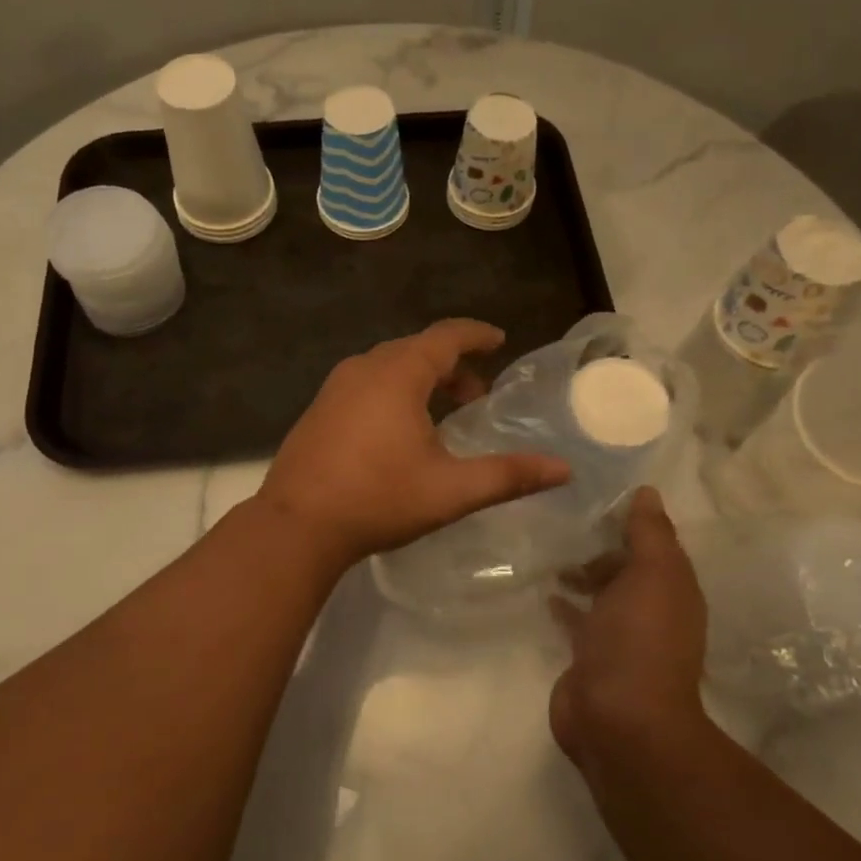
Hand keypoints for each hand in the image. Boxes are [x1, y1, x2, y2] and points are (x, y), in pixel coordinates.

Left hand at [259, 319, 571, 566]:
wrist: (296, 526)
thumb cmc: (378, 499)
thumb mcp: (451, 490)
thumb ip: (508, 476)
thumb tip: (563, 469)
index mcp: (399, 374)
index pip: (446, 336)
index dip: (477, 334)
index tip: (499, 340)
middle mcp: (365, 368)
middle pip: (417, 350)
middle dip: (452, 364)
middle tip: (477, 393)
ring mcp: (335, 387)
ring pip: (388, 366)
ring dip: (421, 379)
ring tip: (444, 412)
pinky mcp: (319, 409)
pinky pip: (366, 383)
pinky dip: (393, 391)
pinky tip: (399, 430)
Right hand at [550, 487, 709, 768]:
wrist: (617, 718)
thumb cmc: (639, 638)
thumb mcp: (652, 573)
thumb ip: (650, 532)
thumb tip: (648, 492)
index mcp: (673, 589)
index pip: (654, 544)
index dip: (630, 521)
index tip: (595, 495)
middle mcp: (651, 611)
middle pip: (626, 568)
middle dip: (602, 548)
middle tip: (563, 524)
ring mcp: (620, 637)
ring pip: (602, 593)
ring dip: (583, 575)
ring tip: (550, 553)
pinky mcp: (589, 657)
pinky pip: (578, 620)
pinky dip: (566, 604)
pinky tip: (546, 592)